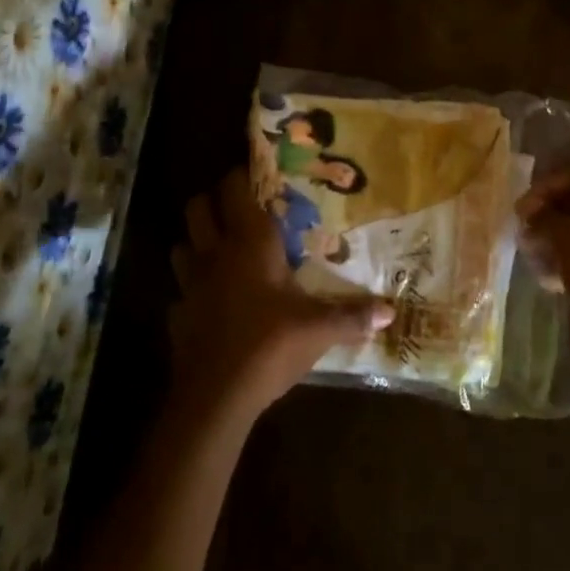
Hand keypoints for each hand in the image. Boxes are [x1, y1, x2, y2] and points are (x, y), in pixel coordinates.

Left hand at [169, 170, 392, 420]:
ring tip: (221, 252)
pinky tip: (211, 304)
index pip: (234, 189)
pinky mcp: (178, 314)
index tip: (257, 174)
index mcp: (250, 244)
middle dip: (212, 202)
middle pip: (197, 208)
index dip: (241, 176)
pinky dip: (193, 290)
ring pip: (182, 245)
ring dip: (197, 242)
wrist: (217, 396)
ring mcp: (190, 284)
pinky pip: (181, 290)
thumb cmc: (271, 345)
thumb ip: (353, 316)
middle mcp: (215, 254)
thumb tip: (390, 312)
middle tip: (238, 210)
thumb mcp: (320, 330)